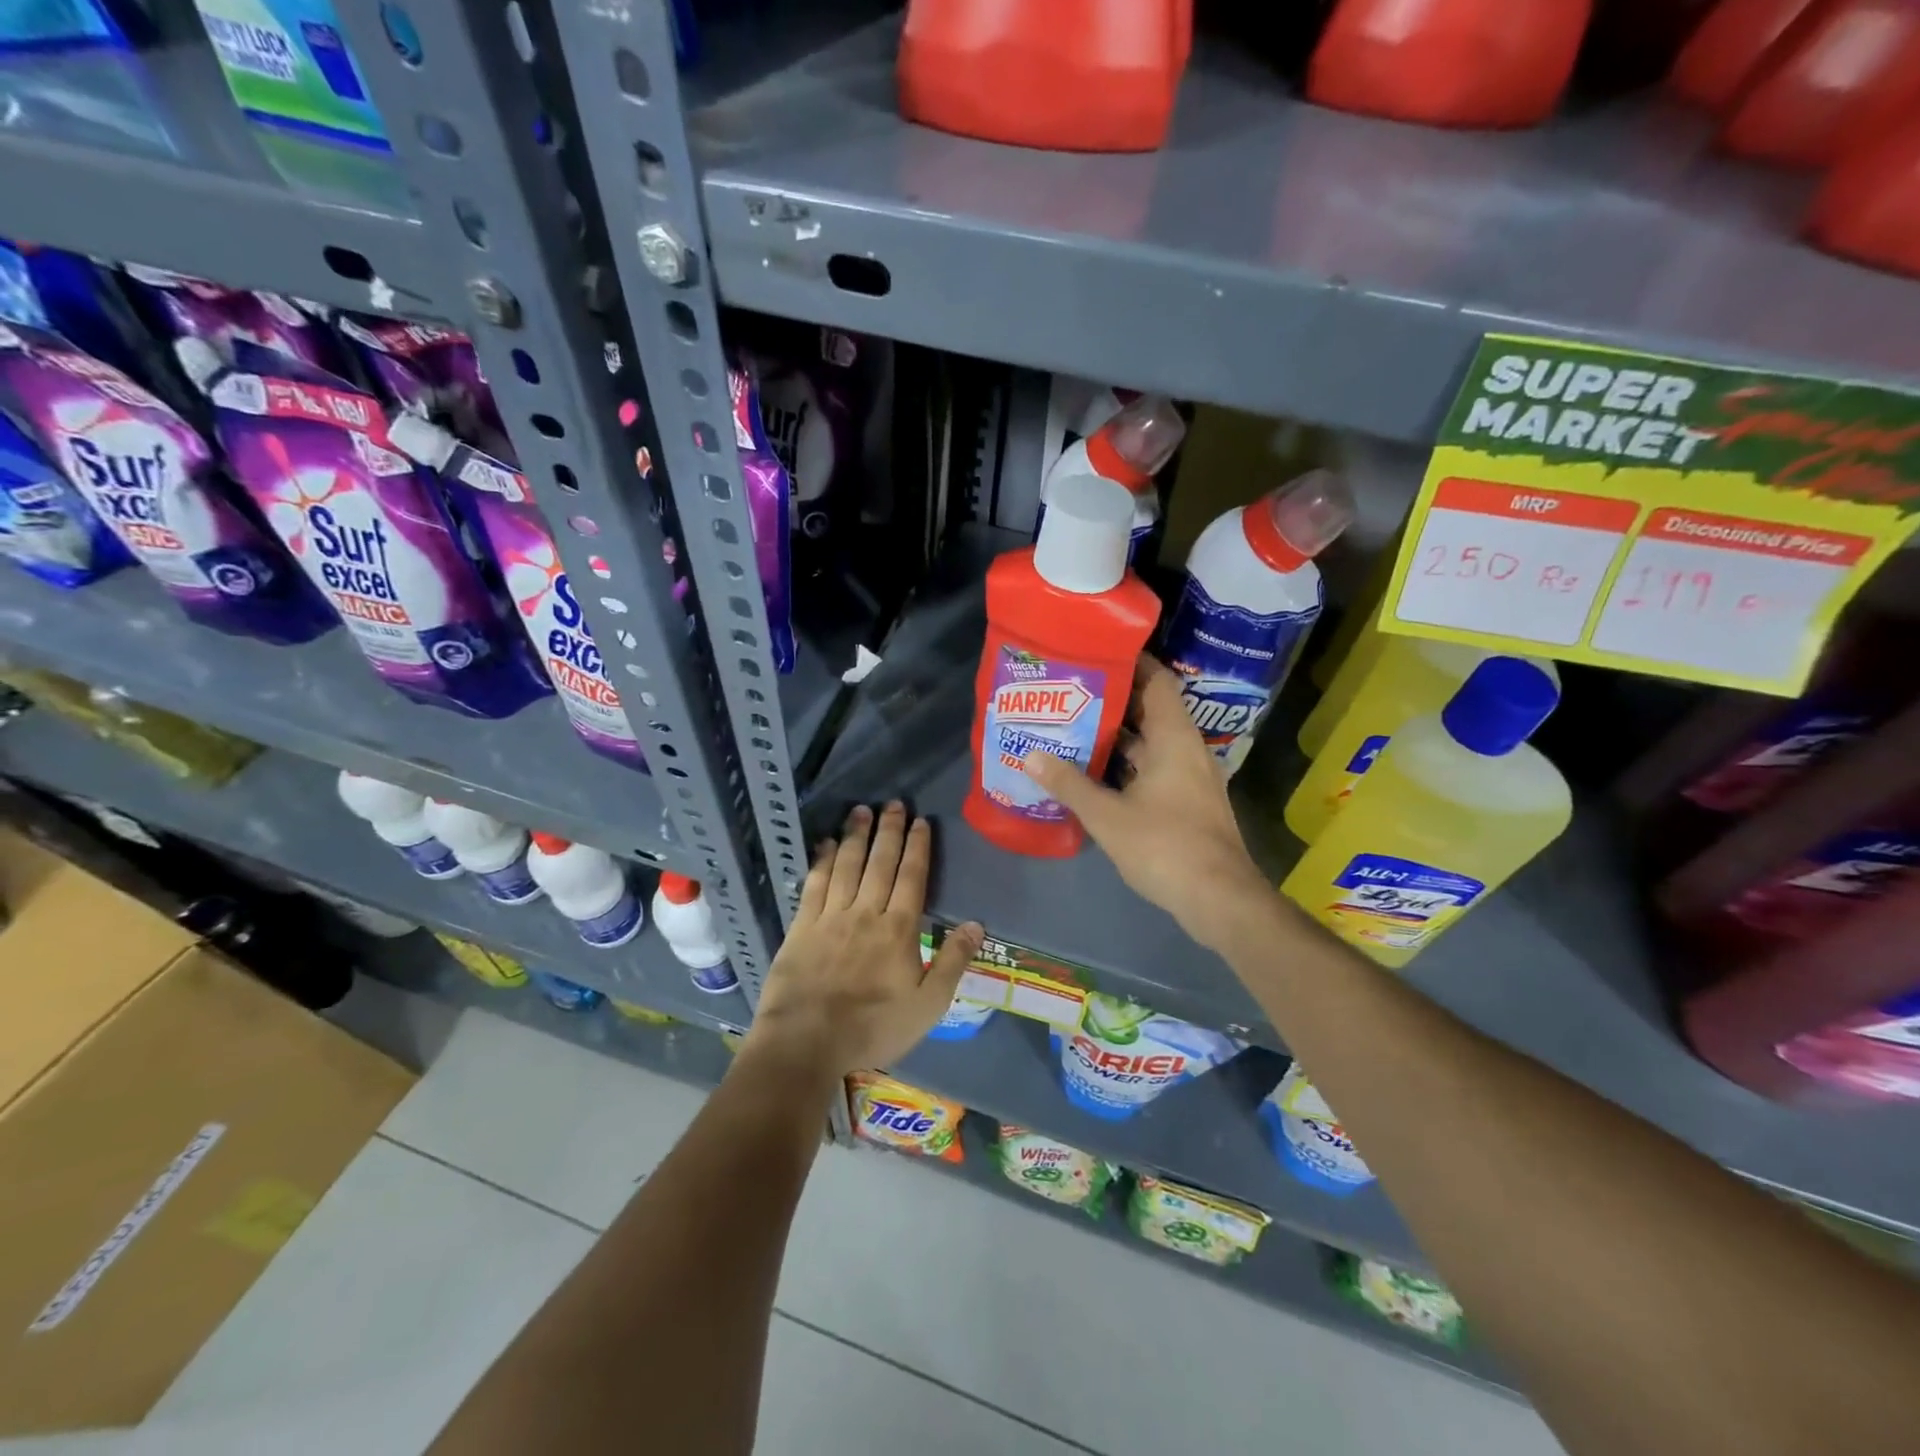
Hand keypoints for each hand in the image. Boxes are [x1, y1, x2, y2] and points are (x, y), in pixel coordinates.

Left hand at [744, 801, 983, 1077]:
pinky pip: (815, 884)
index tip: (920, 821)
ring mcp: (830, 917)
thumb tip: (976, 923)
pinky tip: (827, 843)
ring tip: (862, 810)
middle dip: (889, 831)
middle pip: (880, 863)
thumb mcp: (928, 1005)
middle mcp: (865, 913)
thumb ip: (952, 962)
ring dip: (857, 836)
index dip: (917, 847)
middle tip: (893, 803)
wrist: (806, 1042)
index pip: (912, 877)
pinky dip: (823, 860)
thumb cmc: (873, 1028)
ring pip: (847, 866)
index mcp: (898, 929)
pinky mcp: (801, 926)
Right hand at [1025, 655, 1270, 951]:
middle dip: (1114, 701)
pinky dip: (1128, 765)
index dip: (1132, 663)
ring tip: (1075, 727)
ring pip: (1152, 744)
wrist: (1219, 899)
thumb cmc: (1165, 846)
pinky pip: (1155, 769)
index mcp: (1174, 738)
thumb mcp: (1107, 815)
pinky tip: (1096, 773)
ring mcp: (1191, 778)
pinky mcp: (1189, 803)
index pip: (1158, 681)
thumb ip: (1068, 783)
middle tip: (1071, 692)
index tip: (1096, 654)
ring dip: (1119, 737)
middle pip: (1152, 711)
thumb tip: (1030, 755)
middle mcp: (1187, 750)